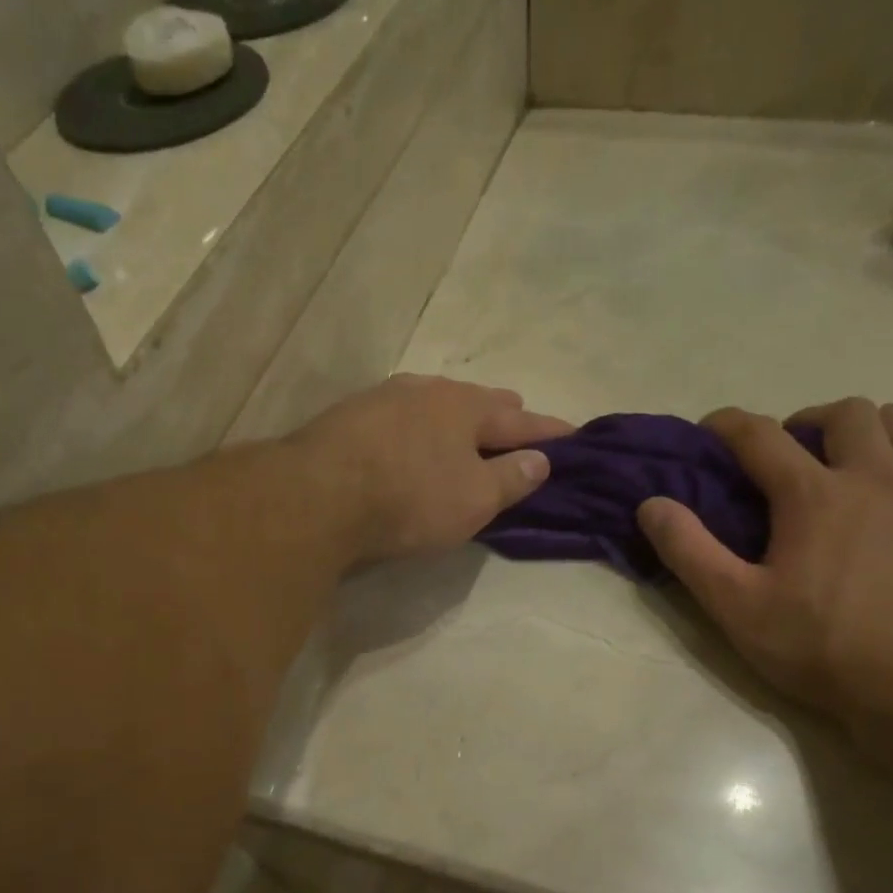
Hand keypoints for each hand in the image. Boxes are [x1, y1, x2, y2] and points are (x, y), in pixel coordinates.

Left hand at [291, 374, 572, 563]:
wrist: (319, 494)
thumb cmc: (410, 498)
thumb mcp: (474, 500)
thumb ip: (511, 479)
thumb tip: (541, 460)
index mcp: (467, 408)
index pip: (521, 421)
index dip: (549, 432)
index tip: (572, 435)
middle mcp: (427, 392)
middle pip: (475, 400)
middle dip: (501, 412)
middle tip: (517, 418)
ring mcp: (383, 399)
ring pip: (434, 402)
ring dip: (455, 414)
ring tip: (464, 425)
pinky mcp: (348, 417)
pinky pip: (399, 416)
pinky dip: (418, 426)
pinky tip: (410, 435)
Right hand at [637, 398, 892, 736]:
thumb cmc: (819, 646)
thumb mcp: (735, 606)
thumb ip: (689, 550)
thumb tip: (651, 504)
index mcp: (813, 495)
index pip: (761, 436)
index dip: (729, 425)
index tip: (711, 430)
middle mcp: (875, 478)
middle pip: (848, 414)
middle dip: (812, 419)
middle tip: (794, 452)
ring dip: (876, 430)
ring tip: (857, 457)